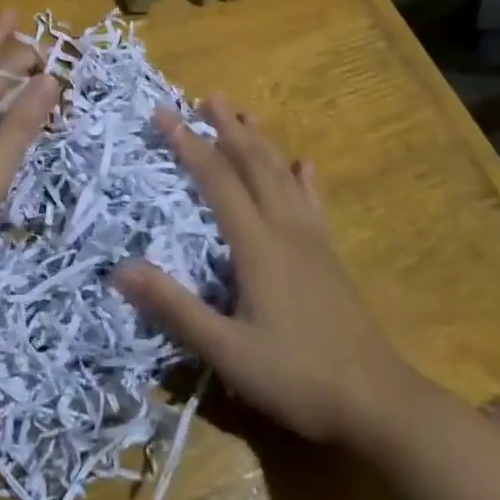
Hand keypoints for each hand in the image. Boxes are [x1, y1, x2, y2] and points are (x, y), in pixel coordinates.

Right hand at [112, 96, 413, 446]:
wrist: (379, 403)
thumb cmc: (298, 377)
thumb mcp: (227, 351)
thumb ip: (175, 308)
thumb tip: (120, 270)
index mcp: (257, 243)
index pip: (216, 178)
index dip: (188, 143)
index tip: (164, 113)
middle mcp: (285, 228)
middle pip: (254, 163)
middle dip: (228, 127)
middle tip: (208, 96)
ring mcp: (313, 239)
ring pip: (283, 174)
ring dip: (261, 141)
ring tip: (246, 113)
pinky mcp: (330, 255)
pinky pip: (313, 201)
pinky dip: (303, 177)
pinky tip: (304, 164)